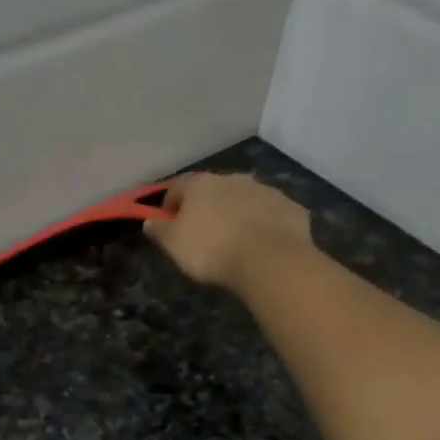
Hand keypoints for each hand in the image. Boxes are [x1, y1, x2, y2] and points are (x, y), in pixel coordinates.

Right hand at [144, 172, 311, 289]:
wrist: (269, 260)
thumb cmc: (212, 250)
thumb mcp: (174, 245)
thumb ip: (160, 230)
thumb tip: (149, 220)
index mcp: (202, 184)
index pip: (178, 187)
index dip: (170, 204)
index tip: (168, 223)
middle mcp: (234, 179)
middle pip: (214, 190)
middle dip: (207, 207)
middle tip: (204, 233)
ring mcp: (266, 191)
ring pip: (245, 199)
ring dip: (237, 213)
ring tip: (235, 240)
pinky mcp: (290, 208)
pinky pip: (271, 215)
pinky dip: (264, 225)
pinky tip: (262, 245)